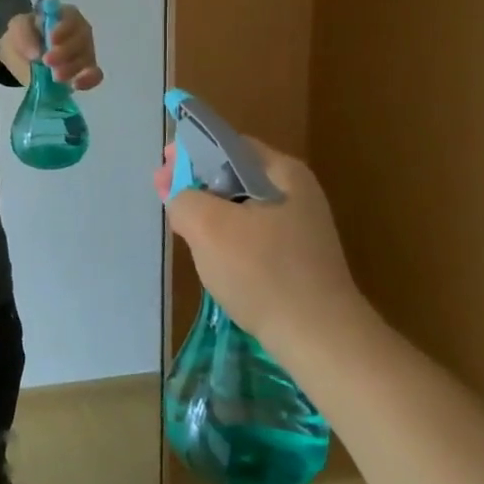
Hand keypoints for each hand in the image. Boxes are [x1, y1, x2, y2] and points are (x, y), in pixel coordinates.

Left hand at [4, 5, 103, 90]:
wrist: (22, 58)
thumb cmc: (24, 36)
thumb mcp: (17, 28)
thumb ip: (23, 34)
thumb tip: (36, 54)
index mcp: (65, 15)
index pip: (72, 18)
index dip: (64, 29)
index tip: (51, 41)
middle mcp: (79, 32)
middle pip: (82, 39)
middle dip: (66, 52)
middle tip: (47, 61)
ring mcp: (85, 52)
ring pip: (87, 58)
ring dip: (73, 68)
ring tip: (55, 77)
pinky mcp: (85, 72)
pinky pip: (95, 75)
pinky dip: (88, 80)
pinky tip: (76, 85)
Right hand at [160, 137, 363, 353]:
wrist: (320, 339)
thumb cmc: (263, 272)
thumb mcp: (208, 226)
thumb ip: (183, 197)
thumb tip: (181, 197)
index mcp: (282, 172)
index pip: (227, 144)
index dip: (189, 151)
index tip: (163, 169)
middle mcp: (296, 192)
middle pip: (233, 173)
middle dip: (195, 181)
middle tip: (165, 197)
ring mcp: (299, 227)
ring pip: (240, 205)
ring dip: (208, 210)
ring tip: (182, 226)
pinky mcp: (297, 257)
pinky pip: (252, 233)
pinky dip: (226, 235)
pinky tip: (210, 253)